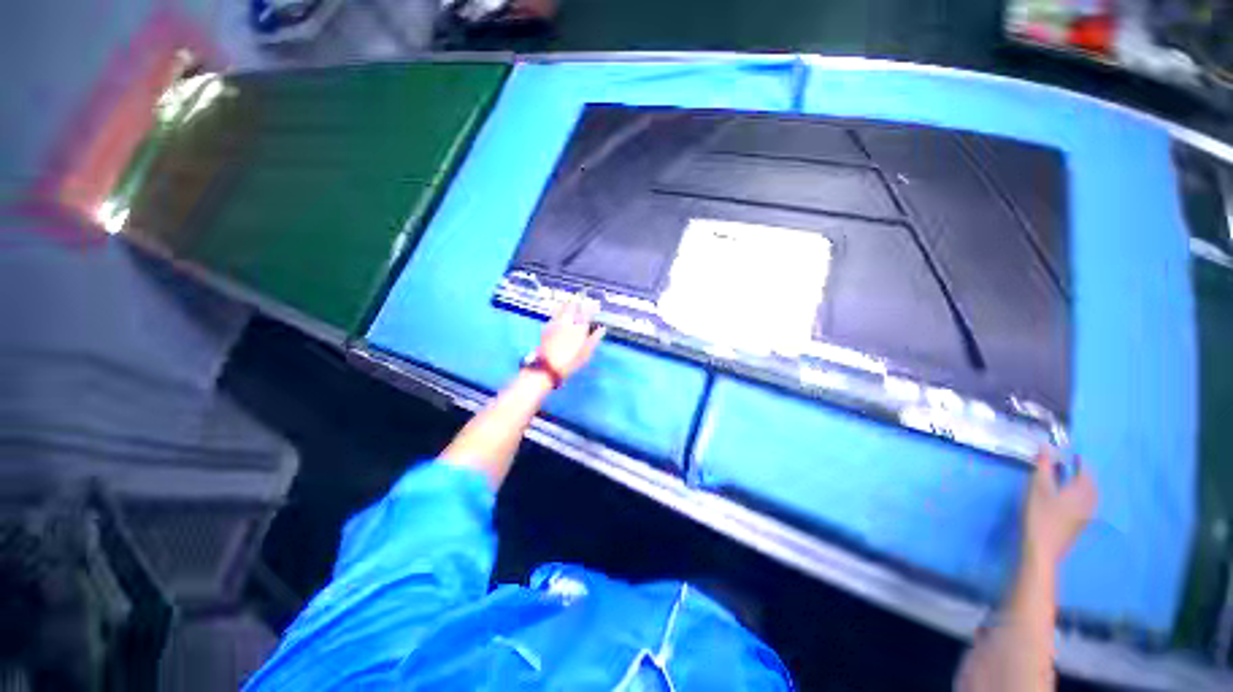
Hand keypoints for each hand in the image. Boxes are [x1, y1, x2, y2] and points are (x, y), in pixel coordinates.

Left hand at [538, 296, 605, 380]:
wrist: (547, 367)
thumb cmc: (570, 362)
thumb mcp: (586, 353)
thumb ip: (594, 338)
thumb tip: (602, 328)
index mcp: (580, 327)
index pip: (587, 312)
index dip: (592, 305)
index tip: (595, 302)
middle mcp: (568, 322)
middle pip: (573, 306)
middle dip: (578, 299)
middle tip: (582, 295)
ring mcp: (556, 323)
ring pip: (562, 307)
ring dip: (567, 302)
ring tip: (570, 298)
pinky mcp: (547, 326)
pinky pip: (554, 313)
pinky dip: (558, 309)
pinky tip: (558, 309)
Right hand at [1022, 449, 1096, 567]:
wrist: (1043, 549)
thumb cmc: (1041, 515)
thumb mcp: (1038, 488)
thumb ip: (1044, 466)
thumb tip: (1046, 446)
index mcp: (1082, 490)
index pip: (1086, 469)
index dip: (1078, 459)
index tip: (1068, 452)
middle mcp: (1090, 500)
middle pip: (1090, 481)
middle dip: (1081, 471)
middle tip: (1067, 463)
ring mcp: (1088, 514)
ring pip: (1090, 493)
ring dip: (1081, 483)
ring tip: (1067, 478)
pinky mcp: (1082, 522)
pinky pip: (1087, 502)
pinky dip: (1080, 494)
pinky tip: (1069, 497)